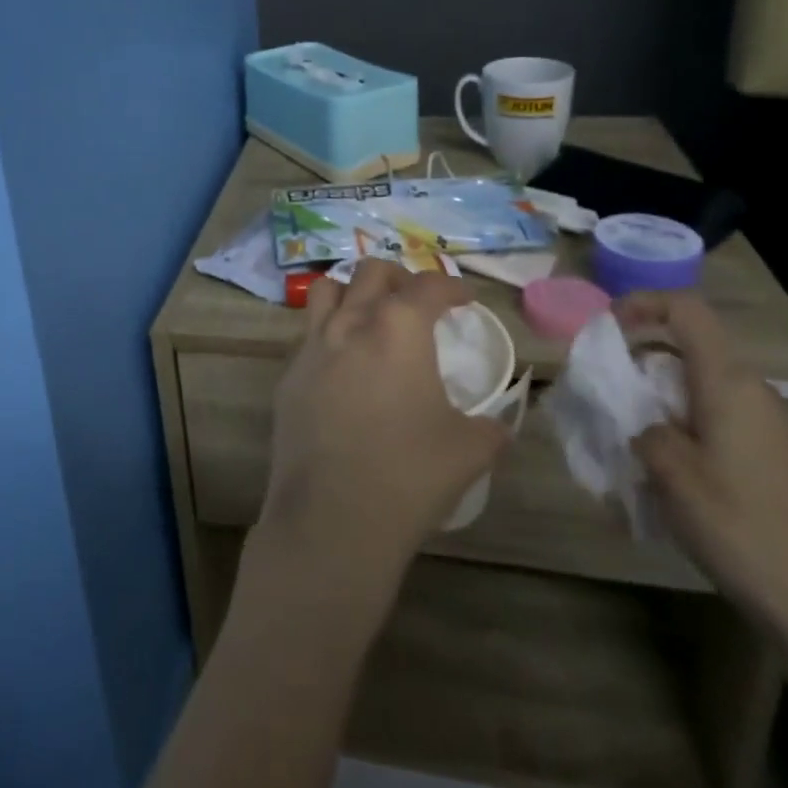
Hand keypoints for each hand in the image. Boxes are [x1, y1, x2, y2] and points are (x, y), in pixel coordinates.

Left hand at [259, 260, 508, 584]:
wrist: (332, 516)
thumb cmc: (409, 474)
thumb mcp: (469, 451)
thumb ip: (489, 428)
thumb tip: (499, 425)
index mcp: (398, 328)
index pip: (427, 286)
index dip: (451, 286)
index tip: (464, 297)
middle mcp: (350, 323)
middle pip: (371, 271)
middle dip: (398, 277)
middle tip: (416, 302)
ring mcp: (311, 347)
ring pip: (327, 291)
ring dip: (352, 293)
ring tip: (370, 317)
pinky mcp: (288, 376)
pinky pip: (308, 336)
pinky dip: (329, 336)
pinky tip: (343, 370)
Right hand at [624, 291, 787, 638]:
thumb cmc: (737, 524)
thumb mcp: (669, 470)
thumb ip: (641, 426)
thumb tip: (639, 419)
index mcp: (727, 382)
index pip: (686, 310)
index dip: (642, 304)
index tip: (606, 329)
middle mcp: (750, 391)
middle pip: (689, 345)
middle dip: (641, 356)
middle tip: (607, 388)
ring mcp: (764, 423)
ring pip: (698, 381)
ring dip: (657, 392)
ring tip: (627, 429)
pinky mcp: (768, 453)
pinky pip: (713, 412)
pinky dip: (679, 418)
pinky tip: (663, 463)